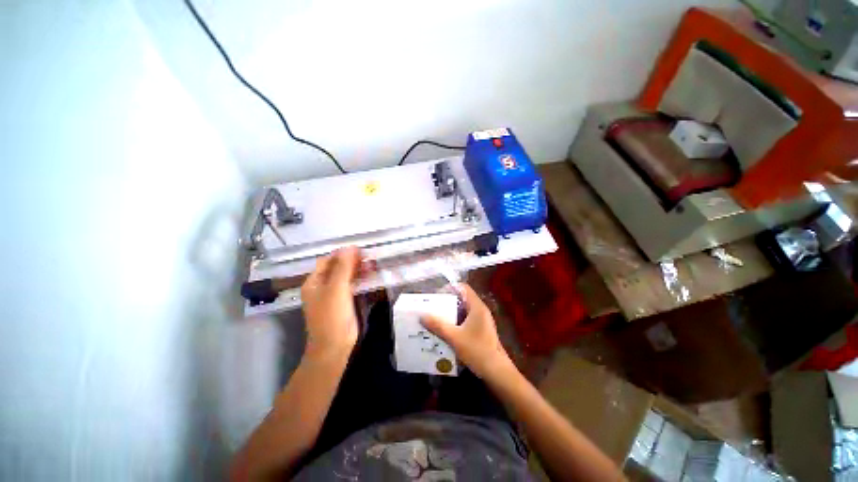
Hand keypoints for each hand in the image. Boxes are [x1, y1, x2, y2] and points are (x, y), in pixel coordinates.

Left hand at [300, 247, 362, 361]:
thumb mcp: (337, 289)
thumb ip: (343, 267)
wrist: (334, 347)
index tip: (360, 251)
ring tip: (372, 266)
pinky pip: (351, 286)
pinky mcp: (343, 303)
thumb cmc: (332, 317)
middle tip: (369, 258)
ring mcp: (332, 295)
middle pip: (337, 268)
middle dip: (352, 261)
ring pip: (345, 277)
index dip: (343, 254)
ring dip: (357, 270)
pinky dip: (359, 280)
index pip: (327, 261)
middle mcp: (321, 287)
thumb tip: (350, 247)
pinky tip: (369, 277)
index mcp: (314, 282)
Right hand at [421, 283, 514, 380]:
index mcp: (477, 306)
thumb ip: (438, 325)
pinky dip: (456, 321)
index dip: (450, 288)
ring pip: (464, 310)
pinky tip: (446, 330)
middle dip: (447, 301)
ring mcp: (482, 320)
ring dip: (451, 312)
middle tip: (433, 307)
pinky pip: (466, 319)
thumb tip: (422, 315)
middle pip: (462, 298)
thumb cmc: (477, 350)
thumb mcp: (454, 338)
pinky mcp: (481, 330)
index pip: (463, 288)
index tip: (437, 295)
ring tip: (436, 318)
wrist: (496, 372)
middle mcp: (480, 310)